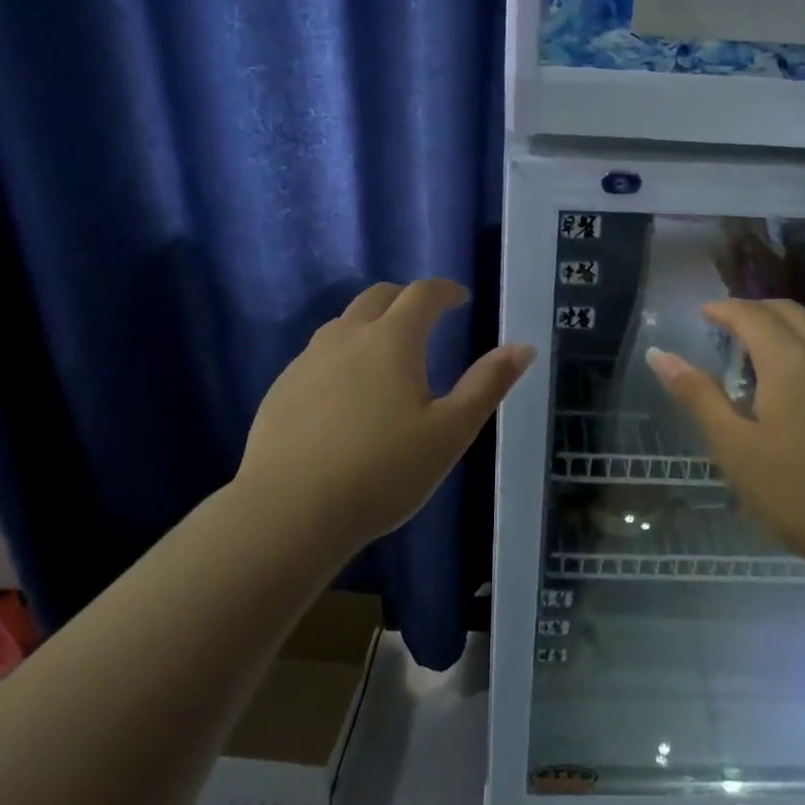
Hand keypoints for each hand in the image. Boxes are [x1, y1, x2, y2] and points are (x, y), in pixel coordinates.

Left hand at [235, 280, 535, 555]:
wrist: (288, 513)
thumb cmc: (382, 472)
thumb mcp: (450, 432)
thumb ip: (487, 385)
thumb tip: (524, 347)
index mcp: (392, 340)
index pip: (422, 293)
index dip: (445, 291)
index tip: (460, 299)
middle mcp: (347, 337)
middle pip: (378, 296)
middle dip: (407, 298)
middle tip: (426, 317)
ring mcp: (307, 361)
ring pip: (343, 323)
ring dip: (371, 323)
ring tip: (386, 353)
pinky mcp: (281, 389)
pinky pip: (318, 355)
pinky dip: (342, 355)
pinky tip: (345, 393)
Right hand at [648, 299, 804, 580]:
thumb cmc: (799, 493)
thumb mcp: (735, 448)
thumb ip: (698, 395)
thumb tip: (659, 355)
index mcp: (789, 360)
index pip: (751, 314)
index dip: (724, 309)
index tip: (703, 313)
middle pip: (789, 312)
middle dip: (755, 309)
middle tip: (729, 325)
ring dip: (786, 327)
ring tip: (762, 351)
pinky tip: (804, 383)